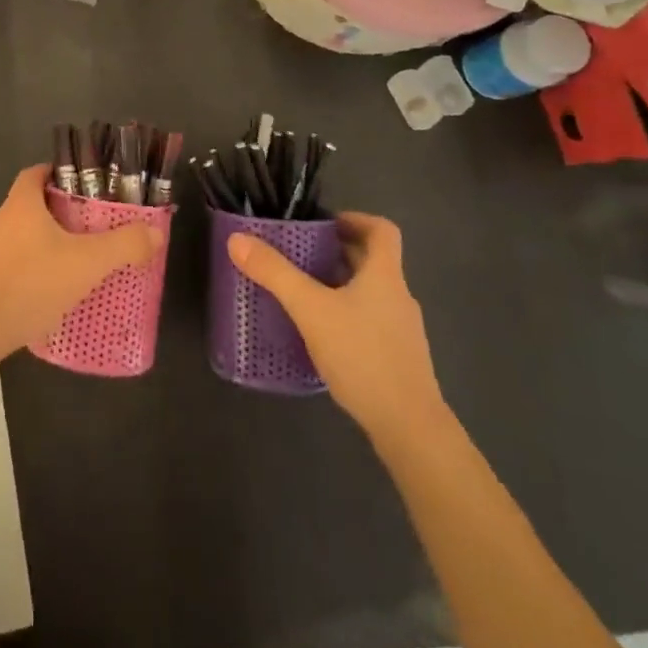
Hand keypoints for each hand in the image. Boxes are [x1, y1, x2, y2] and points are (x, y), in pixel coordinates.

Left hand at [0, 164, 161, 361]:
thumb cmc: (31, 284)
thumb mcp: (86, 264)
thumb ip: (123, 246)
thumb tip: (154, 232)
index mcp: (19, 205)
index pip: (35, 173)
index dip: (55, 174)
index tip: (78, 186)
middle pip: (26, 206)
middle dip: (53, 215)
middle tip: (83, 230)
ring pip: (14, 238)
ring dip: (36, 245)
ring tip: (65, 264)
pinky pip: (3, 266)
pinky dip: (21, 271)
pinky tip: (40, 293)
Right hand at [227, 212, 445, 442]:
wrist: (410, 428)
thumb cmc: (363, 355)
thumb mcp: (311, 309)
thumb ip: (275, 274)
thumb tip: (237, 239)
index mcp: (385, 275)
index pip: (382, 230)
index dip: (355, 219)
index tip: (324, 224)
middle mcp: (398, 296)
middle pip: (372, 261)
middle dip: (337, 252)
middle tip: (300, 254)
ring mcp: (402, 330)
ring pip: (370, 293)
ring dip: (340, 285)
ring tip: (303, 292)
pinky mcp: (398, 359)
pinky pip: (370, 321)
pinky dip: (346, 316)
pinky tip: (320, 335)